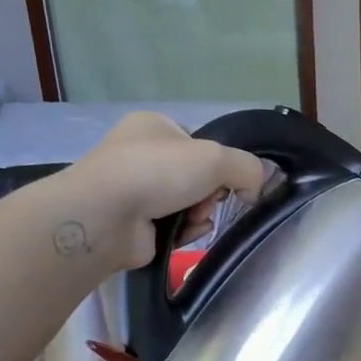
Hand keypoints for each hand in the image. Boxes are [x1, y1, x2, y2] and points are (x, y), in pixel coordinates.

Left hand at [61, 112, 264, 270]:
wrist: (105, 216)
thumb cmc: (157, 172)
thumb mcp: (216, 157)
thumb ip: (248, 168)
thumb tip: (256, 189)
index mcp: (154, 126)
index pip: (199, 143)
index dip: (219, 162)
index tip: (228, 178)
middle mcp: (140, 154)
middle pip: (197, 176)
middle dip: (210, 193)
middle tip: (209, 201)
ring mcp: (134, 190)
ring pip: (188, 204)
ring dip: (201, 214)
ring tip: (195, 220)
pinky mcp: (133, 224)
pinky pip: (174, 227)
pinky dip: (185, 231)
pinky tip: (184, 234)